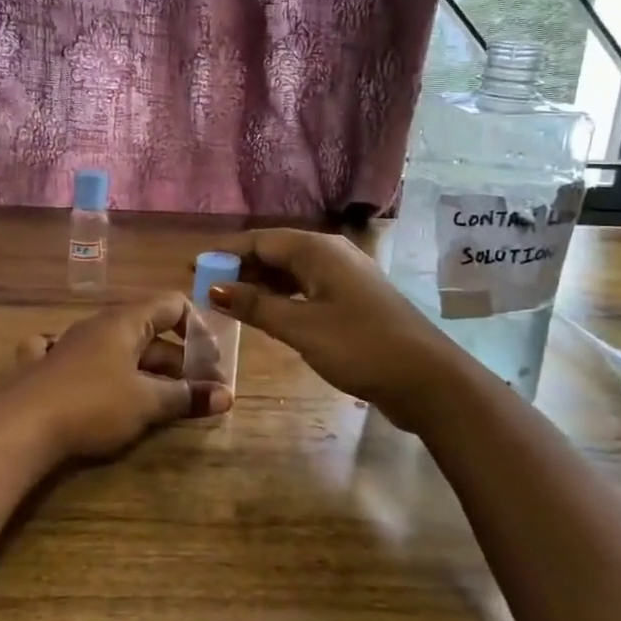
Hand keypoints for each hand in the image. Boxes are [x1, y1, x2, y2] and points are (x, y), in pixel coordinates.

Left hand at [7, 292, 232, 460]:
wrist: (20, 428)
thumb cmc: (93, 405)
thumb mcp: (147, 403)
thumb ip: (187, 396)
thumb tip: (227, 396)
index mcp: (124, 322)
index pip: (171, 304)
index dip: (197, 328)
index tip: (211, 362)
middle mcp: (97, 325)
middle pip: (147, 331)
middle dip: (176, 359)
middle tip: (197, 391)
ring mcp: (67, 344)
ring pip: (117, 348)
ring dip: (144, 369)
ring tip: (163, 401)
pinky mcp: (44, 367)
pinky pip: (76, 357)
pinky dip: (95, 368)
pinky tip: (93, 379)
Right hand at [208, 229, 453, 414]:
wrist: (428, 378)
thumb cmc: (360, 346)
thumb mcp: (301, 328)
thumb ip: (256, 306)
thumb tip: (214, 287)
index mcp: (318, 250)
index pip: (260, 241)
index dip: (225, 253)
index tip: (193, 267)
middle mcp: (331, 254)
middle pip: (276, 252)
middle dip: (240, 267)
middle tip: (205, 288)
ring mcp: (345, 277)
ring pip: (292, 271)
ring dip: (260, 283)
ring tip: (228, 300)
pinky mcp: (353, 300)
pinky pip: (307, 288)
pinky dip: (282, 296)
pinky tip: (267, 313)